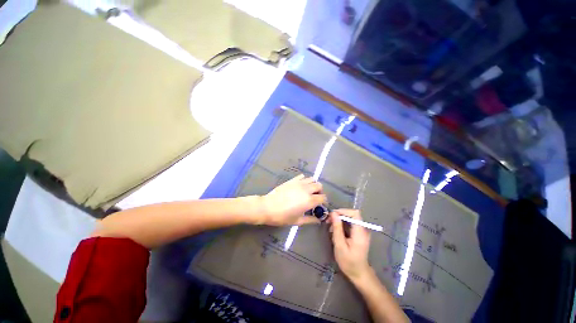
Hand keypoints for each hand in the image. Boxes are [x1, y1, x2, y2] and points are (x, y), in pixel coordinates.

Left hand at [259, 174, 325, 225]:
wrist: (268, 207)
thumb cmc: (282, 216)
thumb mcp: (297, 221)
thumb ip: (310, 220)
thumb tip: (318, 220)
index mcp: (309, 201)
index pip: (323, 197)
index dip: (323, 201)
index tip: (320, 205)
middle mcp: (306, 190)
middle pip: (319, 185)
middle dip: (319, 191)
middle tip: (314, 197)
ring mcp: (299, 183)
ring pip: (312, 179)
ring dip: (312, 184)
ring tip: (308, 191)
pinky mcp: (292, 180)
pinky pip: (302, 176)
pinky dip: (304, 180)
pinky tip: (300, 186)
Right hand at [330, 209, 371, 280]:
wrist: (358, 273)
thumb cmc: (348, 261)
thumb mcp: (340, 245)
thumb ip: (337, 228)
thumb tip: (333, 213)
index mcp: (360, 232)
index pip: (355, 213)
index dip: (343, 211)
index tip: (332, 215)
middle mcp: (363, 229)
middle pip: (351, 215)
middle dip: (339, 216)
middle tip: (328, 222)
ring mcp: (361, 231)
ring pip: (349, 218)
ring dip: (339, 221)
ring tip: (330, 229)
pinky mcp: (358, 233)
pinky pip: (349, 224)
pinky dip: (341, 225)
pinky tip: (335, 232)